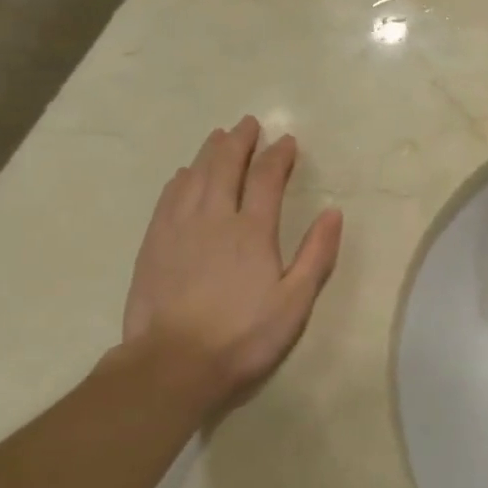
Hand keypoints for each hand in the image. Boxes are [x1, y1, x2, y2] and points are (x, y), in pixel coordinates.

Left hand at [121, 116, 342, 414]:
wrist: (173, 364)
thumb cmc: (244, 336)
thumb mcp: (295, 302)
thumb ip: (316, 255)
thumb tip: (334, 213)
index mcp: (252, 231)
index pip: (266, 179)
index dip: (278, 156)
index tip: (287, 141)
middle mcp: (214, 218)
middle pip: (225, 167)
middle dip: (239, 142)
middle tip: (248, 124)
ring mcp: (178, 229)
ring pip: (194, 177)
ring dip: (209, 153)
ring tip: (218, 137)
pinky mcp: (153, 245)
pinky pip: (168, 199)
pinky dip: (180, 180)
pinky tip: (183, 175)